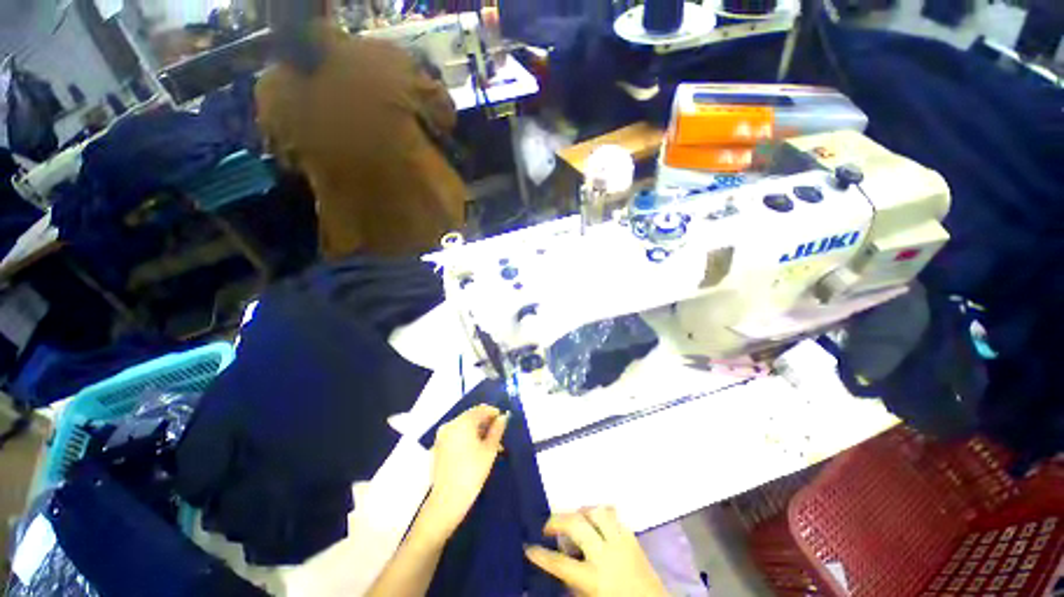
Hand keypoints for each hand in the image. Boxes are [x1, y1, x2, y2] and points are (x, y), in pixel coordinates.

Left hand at [421, 405, 508, 537]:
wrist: (447, 500)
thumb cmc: (472, 472)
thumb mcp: (490, 449)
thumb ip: (497, 430)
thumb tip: (502, 417)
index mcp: (462, 422)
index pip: (481, 409)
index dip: (494, 413)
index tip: (504, 422)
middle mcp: (450, 424)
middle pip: (471, 417)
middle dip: (486, 424)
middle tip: (499, 436)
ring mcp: (442, 436)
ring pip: (464, 427)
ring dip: (478, 432)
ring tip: (490, 446)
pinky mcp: (438, 447)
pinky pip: (456, 436)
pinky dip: (467, 439)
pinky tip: (476, 452)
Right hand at [525, 507, 667, 596]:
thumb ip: (574, 583)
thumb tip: (559, 563)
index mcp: (594, 579)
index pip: (560, 564)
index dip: (541, 555)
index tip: (528, 546)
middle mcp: (606, 555)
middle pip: (576, 525)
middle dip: (557, 520)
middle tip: (548, 526)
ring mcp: (621, 542)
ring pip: (596, 511)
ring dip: (581, 511)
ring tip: (574, 518)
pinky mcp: (632, 537)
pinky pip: (614, 515)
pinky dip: (601, 513)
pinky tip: (596, 519)